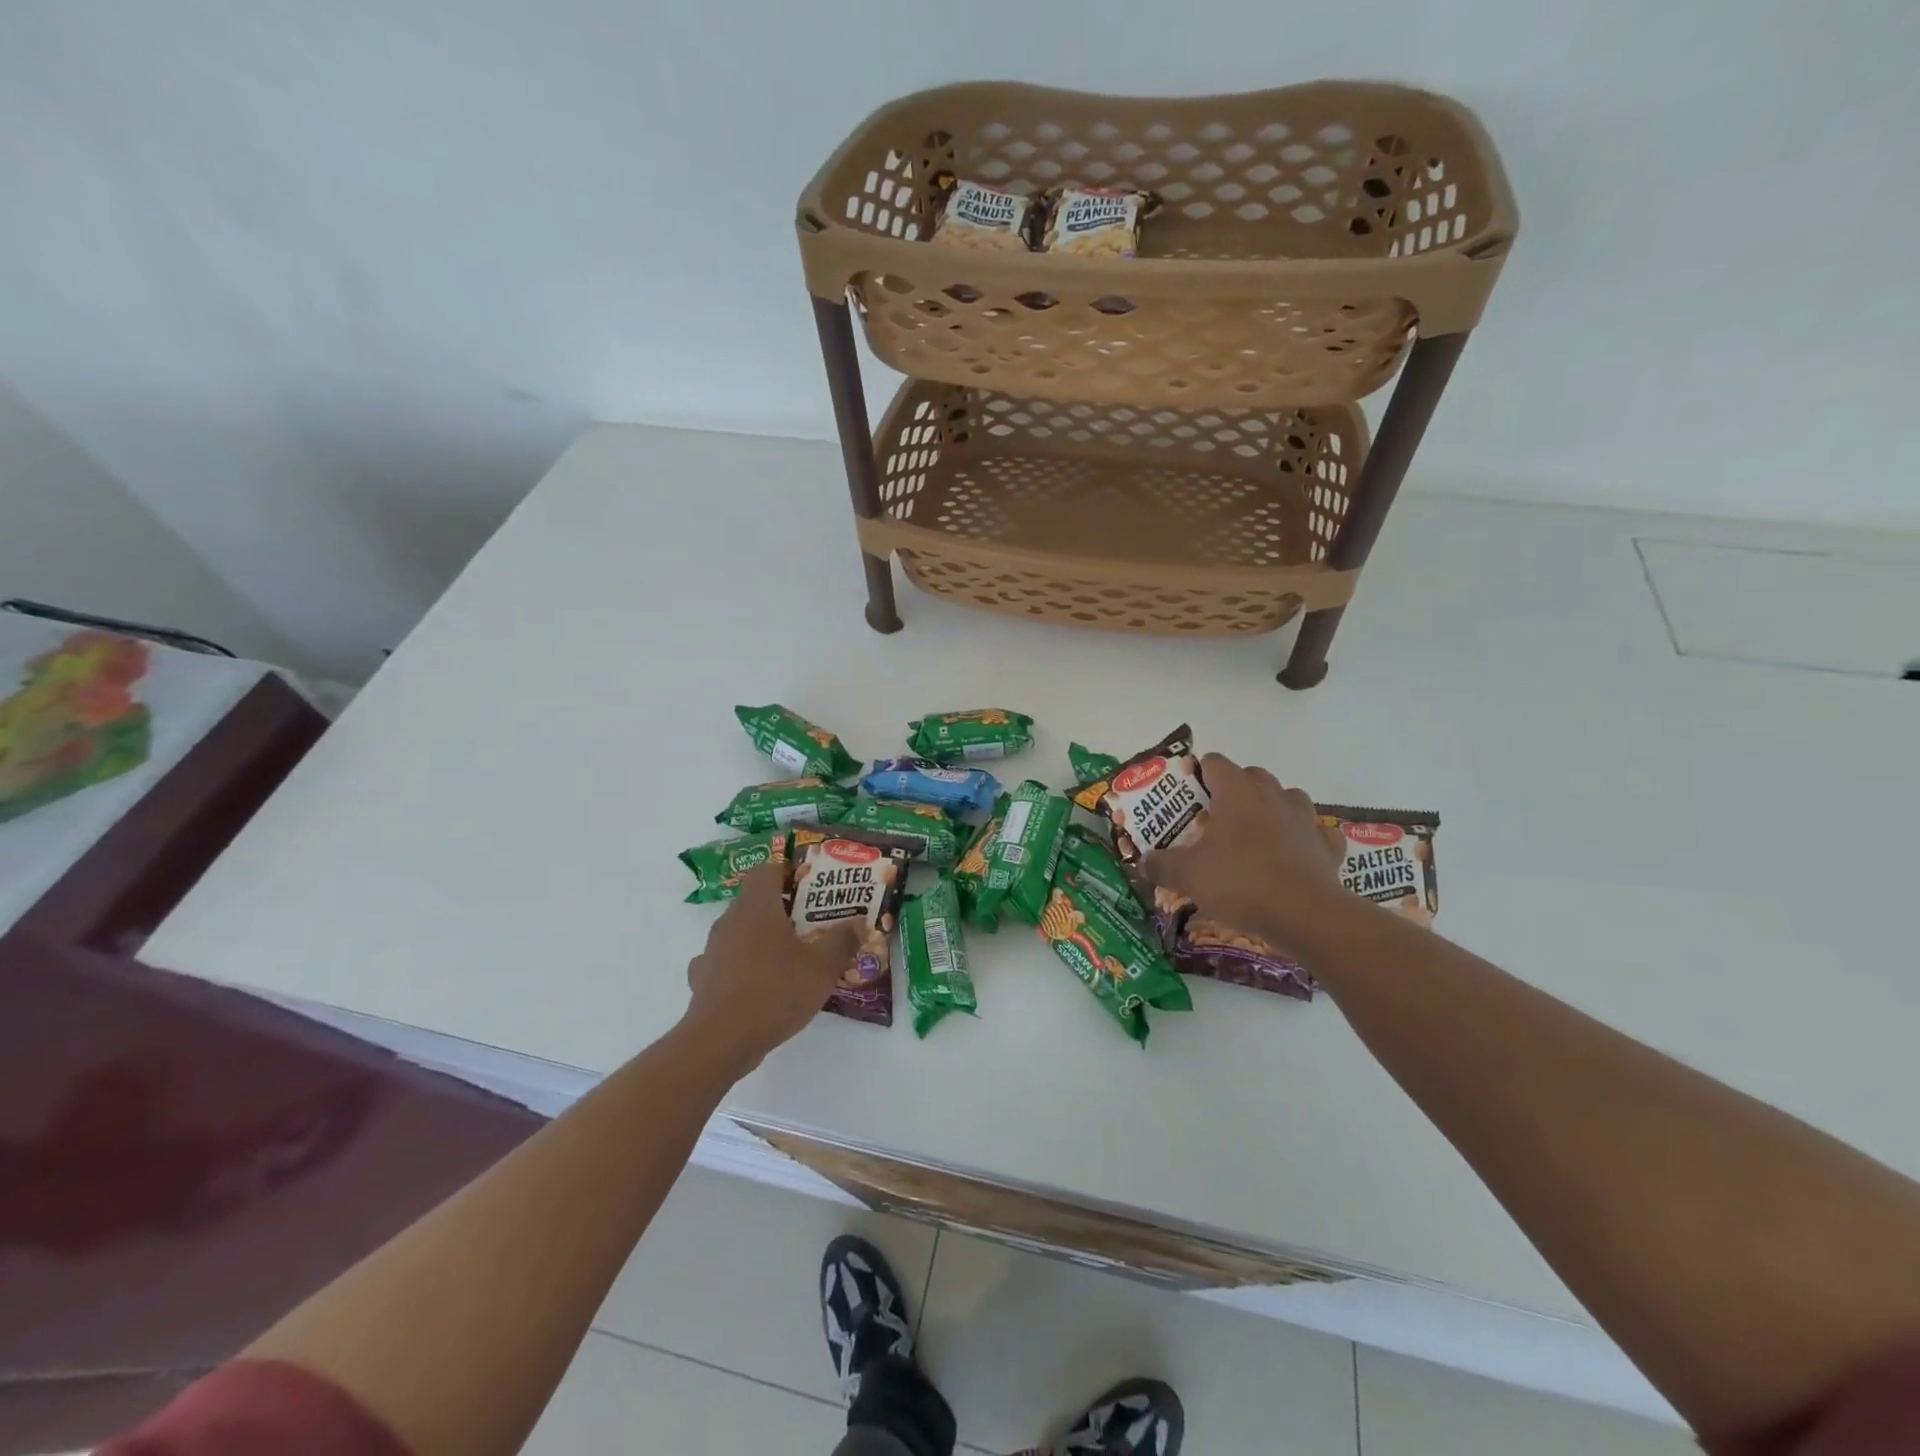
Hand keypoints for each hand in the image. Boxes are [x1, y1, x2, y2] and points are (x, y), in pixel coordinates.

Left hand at [679, 865, 859, 1074]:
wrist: (720, 1041)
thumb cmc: (776, 991)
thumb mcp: (823, 967)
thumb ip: (843, 940)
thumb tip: (858, 922)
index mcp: (757, 906)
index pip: (766, 869)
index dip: (788, 873)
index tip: (810, 890)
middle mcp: (730, 920)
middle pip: (754, 900)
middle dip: (781, 908)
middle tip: (810, 925)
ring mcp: (712, 950)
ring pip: (740, 930)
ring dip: (761, 938)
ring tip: (788, 958)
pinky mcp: (702, 979)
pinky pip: (725, 961)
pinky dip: (741, 966)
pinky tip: (757, 984)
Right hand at [1144, 754, 1345, 954]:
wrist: (1304, 914)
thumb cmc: (1239, 881)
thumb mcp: (1187, 875)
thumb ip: (1161, 865)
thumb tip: (1142, 863)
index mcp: (1237, 791)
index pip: (1214, 762)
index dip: (1198, 774)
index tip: (1187, 796)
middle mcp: (1272, 795)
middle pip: (1252, 776)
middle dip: (1234, 790)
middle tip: (1215, 819)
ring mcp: (1304, 818)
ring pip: (1287, 799)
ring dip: (1272, 809)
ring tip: (1254, 834)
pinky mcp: (1327, 846)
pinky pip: (1315, 832)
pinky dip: (1304, 839)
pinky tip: (1293, 855)